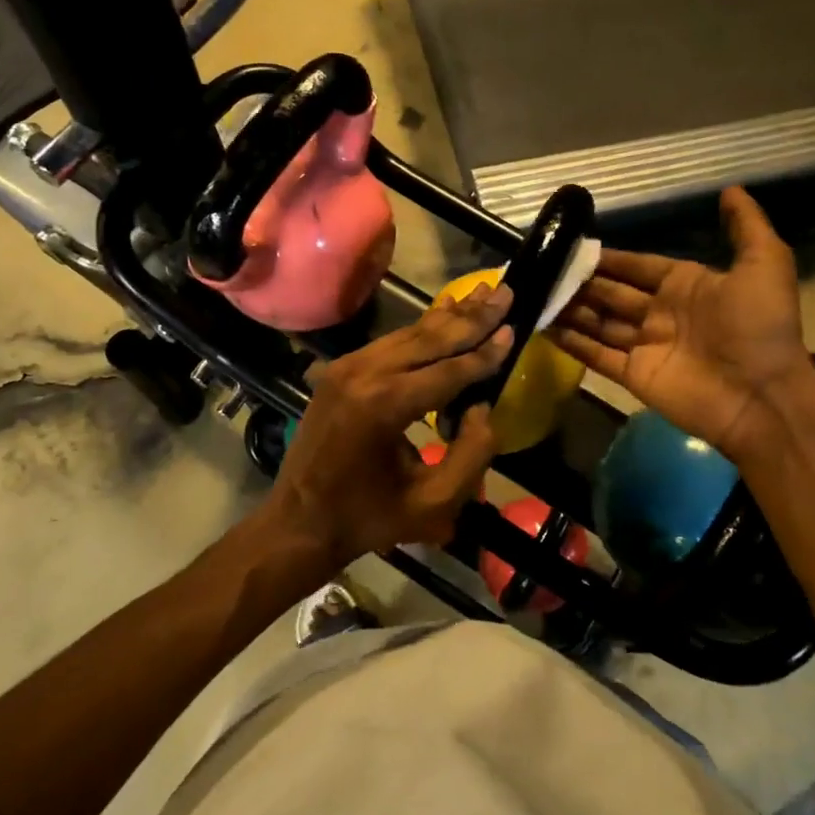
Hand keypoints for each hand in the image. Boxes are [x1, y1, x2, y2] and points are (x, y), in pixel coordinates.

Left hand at [261, 284, 514, 580]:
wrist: (299, 522)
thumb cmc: (369, 518)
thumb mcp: (433, 504)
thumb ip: (472, 455)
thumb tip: (483, 407)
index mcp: (384, 406)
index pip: (448, 370)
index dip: (485, 352)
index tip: (515, 327)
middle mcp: (363, 375)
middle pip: (429, 339)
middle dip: (472, 317)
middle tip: (506, 292)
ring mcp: (346, 368)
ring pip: (409, 334)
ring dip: (449, 316)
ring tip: (483, 293)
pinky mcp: (339, 370)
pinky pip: (390, 343)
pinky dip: (421, 328)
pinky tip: (443, 310)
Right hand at [551, 188, 814, 459]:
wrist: (762, 395)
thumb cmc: (760, 326)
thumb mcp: (764, 264)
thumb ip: (746, 226)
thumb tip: (730, 188)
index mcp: (685, 286)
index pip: (637, 267)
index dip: (609, 259)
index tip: (575, 248)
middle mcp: (660, 313)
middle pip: (612, 293)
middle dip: (582, 283)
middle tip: (545, 270)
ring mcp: (645, 346)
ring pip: (598, 322)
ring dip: (571, 310)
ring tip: (537, 295)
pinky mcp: (633, 376)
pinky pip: (596, 356)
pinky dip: (572, 344)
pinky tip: (544, 328)